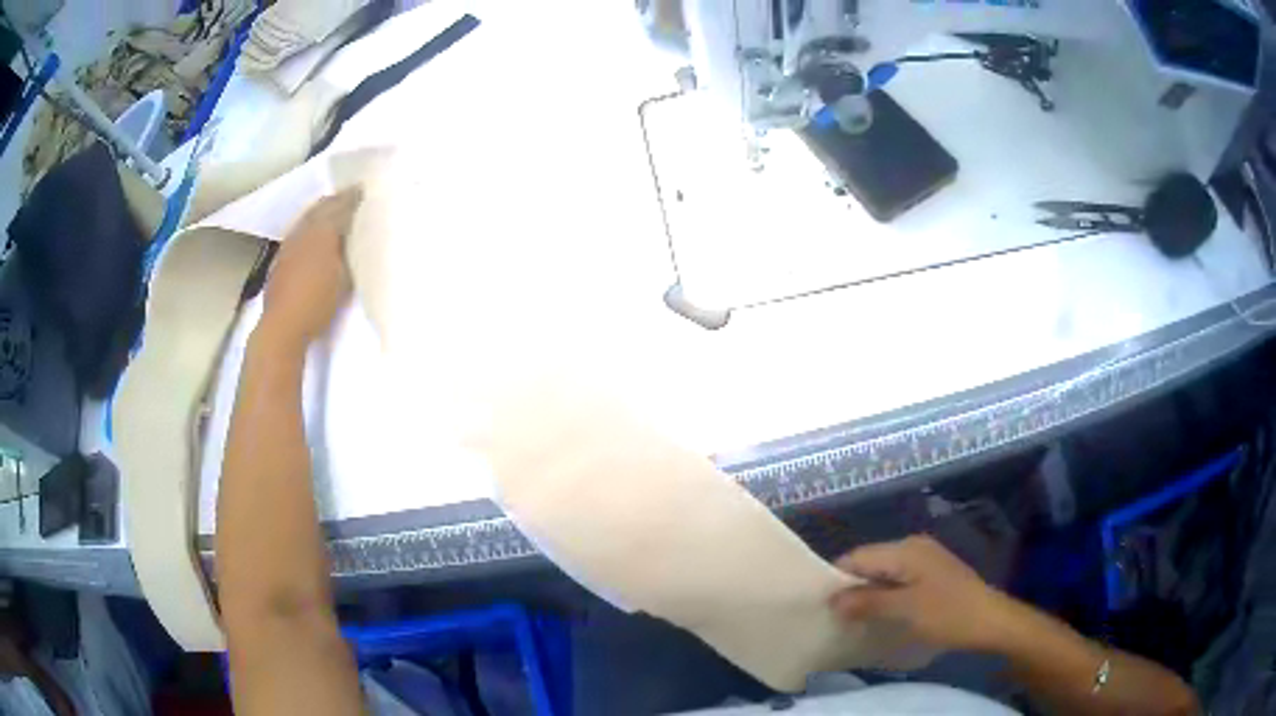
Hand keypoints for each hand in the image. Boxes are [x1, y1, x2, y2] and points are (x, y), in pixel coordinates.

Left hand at [262, 188, 363, 346]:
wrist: (282, 327)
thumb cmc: (318, 303)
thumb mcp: (343, 278)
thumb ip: (348, 252)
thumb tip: (353, 236)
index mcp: (323, 231)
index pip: (341, 206)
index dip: (353, 198)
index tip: (364, 190)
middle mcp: (304, 231)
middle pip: (321, 207)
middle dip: (335, 200)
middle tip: (349, 197)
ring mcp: (289, 244)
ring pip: (307, 218)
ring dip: (320, 212)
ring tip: (331, 212)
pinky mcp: (280, 259)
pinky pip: (298, 232)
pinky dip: (308, 227)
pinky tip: (311, 235)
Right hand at [829, 535, 1010, 652]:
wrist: (990, 620)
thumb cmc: (946, 614)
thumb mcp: (904, 610)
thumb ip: (867, 601)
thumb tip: (833, 599)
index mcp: (905, 549)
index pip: (857, 556)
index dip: (837, 579)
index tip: (821, 606)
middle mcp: (913, 546)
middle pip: (870, 562)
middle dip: (852, 587)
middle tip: (836, 617)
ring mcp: (925, 558)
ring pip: (883, 572)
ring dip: (868, 593)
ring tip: (855, 619)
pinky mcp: (932, 573)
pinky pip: (898, 579)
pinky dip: (885, 595)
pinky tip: (882, 614)